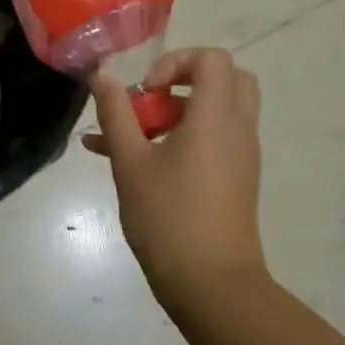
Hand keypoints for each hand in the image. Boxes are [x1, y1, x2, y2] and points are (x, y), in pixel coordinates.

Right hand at [86, 48, 269, 321]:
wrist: (212, 285)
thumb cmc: (168, 217)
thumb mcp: (130, 162)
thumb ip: (115, 113)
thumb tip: (103, 75)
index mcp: (216, 117)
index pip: (212, 59)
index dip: (175, 62)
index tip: (146, 91)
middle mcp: (237, 129)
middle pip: (224, 80)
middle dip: (182, 81)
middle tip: (149, 102)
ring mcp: (240, 156)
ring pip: (215, 112)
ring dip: (174, 113)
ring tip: (125, 139)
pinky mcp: (236, 179)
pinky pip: (212, 140)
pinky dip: (181, 138)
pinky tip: (133, 163)